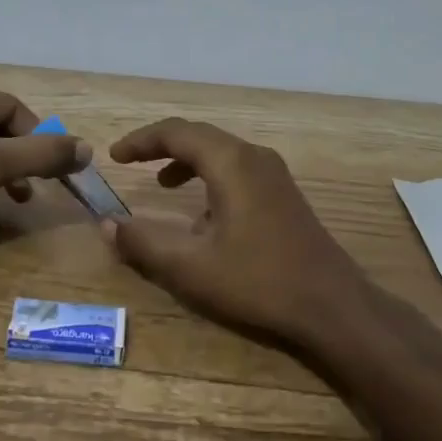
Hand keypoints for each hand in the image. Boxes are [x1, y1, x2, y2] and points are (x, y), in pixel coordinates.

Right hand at [101, 118, 376, 352]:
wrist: (333, 308)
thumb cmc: (258, 282)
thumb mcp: (190, 268)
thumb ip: (143, 244)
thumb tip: (107, 225)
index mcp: (231, 163)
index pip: (177, 132)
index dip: (141, 140)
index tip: (114, 156)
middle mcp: (254, 158)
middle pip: (199, 136)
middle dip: (161, 146)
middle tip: (131, 162)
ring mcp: (275, 175)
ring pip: (221, 153)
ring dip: (187, 162)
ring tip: (161, 185)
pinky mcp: (285, 195)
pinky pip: (238, 170)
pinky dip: (210, 178)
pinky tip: (203, 215)